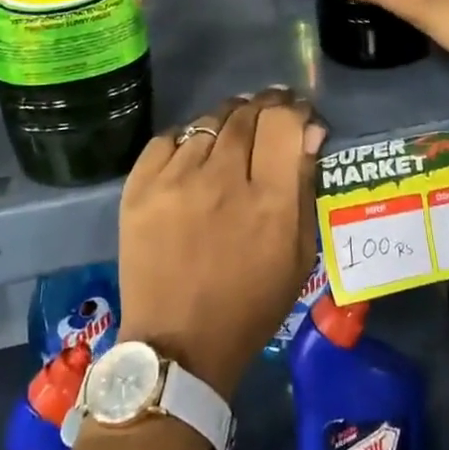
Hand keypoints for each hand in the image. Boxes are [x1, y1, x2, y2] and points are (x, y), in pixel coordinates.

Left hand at [116, 88, 325, 399]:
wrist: (178, 343)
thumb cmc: (250, 304)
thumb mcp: (299, 255)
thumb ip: (305, 187)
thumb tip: (309, 132)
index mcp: (269, 201)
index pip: (283, 123)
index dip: (294, 109)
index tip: (297, 112)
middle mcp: (221, 179)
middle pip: (246, 114)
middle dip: (263, 106)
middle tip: (268, 112)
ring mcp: (174, 180)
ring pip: (208, 122)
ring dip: (227, 121)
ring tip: (231, 133)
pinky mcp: (138, 186)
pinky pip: (168, 138)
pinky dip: (187, 138)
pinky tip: (194, 152)